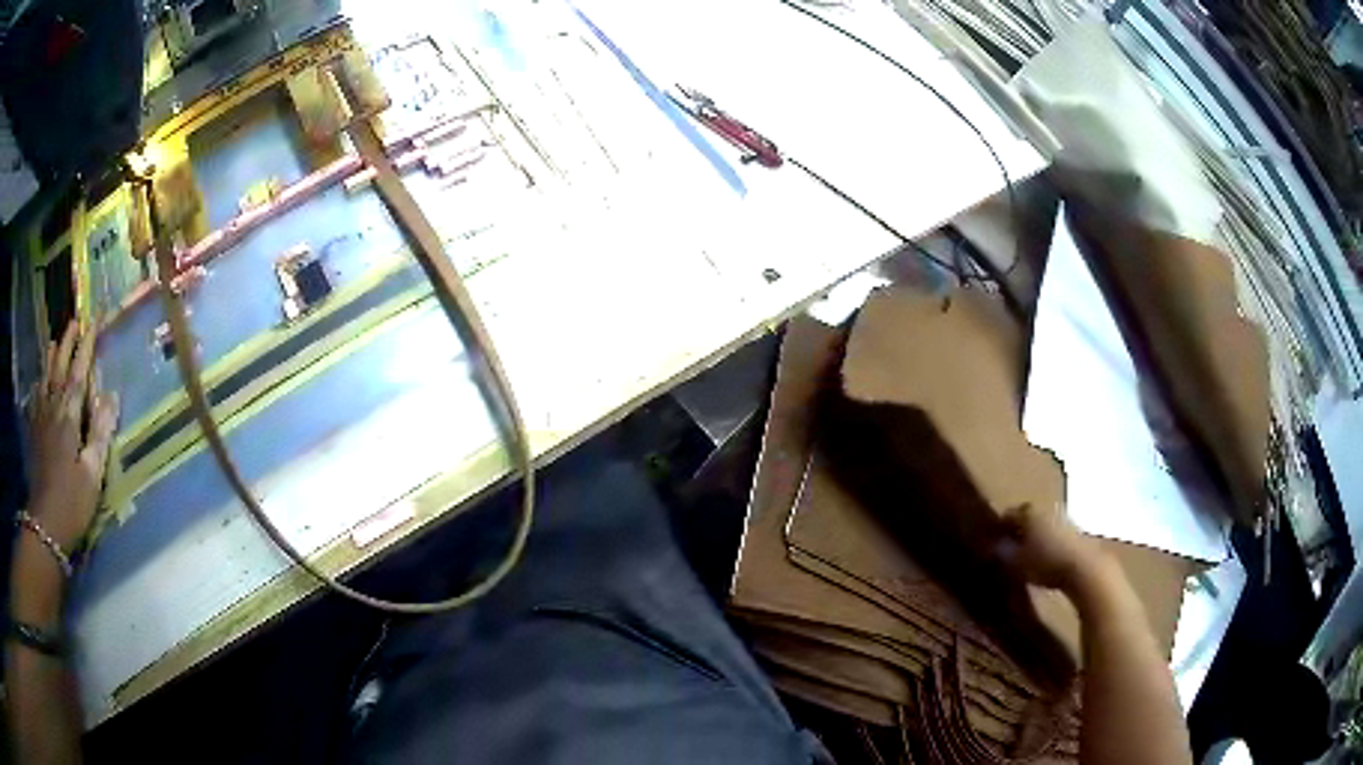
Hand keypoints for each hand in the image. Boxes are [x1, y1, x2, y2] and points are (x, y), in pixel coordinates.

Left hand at [24, 321, 119, 551]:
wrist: (46, 525)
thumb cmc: (72, 502)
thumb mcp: (92, 474)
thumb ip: (100, 433)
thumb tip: (112, 395)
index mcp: (69, 416)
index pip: (79, 372)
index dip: (86, 345)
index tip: (94, 320)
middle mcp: (53, 409)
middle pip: (59, 368)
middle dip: (67, 343)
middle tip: (74, 321)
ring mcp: (40, 421)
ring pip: (45, 380)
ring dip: (51, 359)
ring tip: (54, 342)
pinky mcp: (34, 436)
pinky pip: (35, 401)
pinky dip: (38, 386)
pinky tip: (38, 383)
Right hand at [994, 504, 1102, 594]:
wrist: (1083, 566)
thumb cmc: (1046, 562)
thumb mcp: (1017, 563)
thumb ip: (1003, 553)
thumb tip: (993, 547)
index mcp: (1028, 512)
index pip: (1007, 514)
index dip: (999, 528)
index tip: (993, 541)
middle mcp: (1044, 508)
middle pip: (1026, 515)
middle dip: (1018, 528)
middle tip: (1010, 545)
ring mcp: (1061, 516)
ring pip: (1042, 522)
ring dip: (1035, 533)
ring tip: (1029, 551)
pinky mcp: (1074, 529)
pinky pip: (1054, 530)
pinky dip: (1048, 539)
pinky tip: (1046, 554)